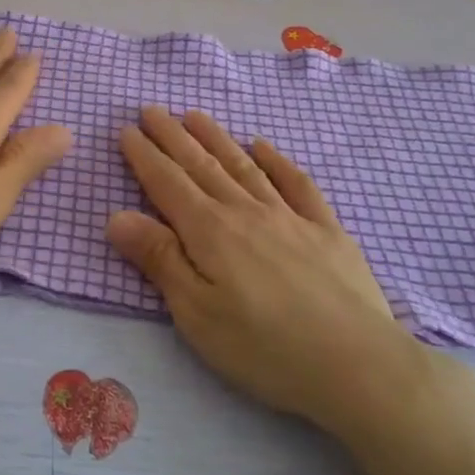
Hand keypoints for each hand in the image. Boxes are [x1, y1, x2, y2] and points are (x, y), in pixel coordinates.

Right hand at [106, 107, 441, 437]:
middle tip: (151, 110)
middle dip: (173, 137)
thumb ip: (160, 259)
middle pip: (202, 166)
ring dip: (216, 139)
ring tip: (195, 116)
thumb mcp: (196, 313)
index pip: (167, 184)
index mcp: (210, 232)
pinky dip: (277, 162)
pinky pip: (297, 184)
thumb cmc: (264, 347)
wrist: (357, 364)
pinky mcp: (326, 231)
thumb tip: (117, 215)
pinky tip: (263, 147)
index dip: (145, 156)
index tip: (127, 130)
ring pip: (243, 166)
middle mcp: (246, 212)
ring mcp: (289, 217)